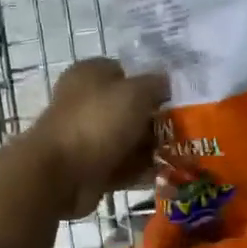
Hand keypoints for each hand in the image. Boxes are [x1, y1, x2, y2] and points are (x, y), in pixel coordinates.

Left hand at [27, 58, 168, 218]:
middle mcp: (85, 102)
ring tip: (184, 155)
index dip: (151, 83)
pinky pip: (122, 166)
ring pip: (127, 139)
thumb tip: (166, 83)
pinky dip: (140, 172)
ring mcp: (86, 136)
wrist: (60, 174)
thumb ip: (155, 85)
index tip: (177, 98)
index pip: (125, 72)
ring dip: (152, 148)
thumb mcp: (135, 92)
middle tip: (186, 130)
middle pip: (129, 108)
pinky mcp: (89, 167)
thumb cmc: (97, 122)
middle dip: (156, 120)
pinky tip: (167, 176)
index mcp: (89, 74)